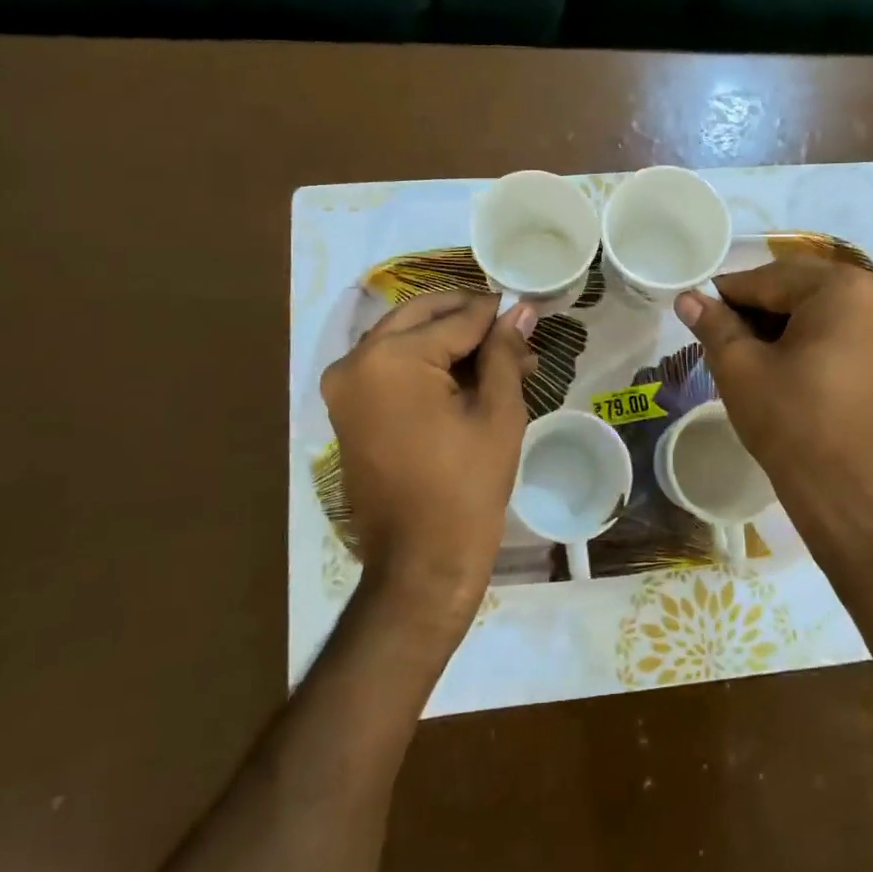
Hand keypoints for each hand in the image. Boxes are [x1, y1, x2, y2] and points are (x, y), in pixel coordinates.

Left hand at [321, 292, 535, 629]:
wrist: (420, 562)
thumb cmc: (467, 487)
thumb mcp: (498, 413)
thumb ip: (504, 352)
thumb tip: (519, 309)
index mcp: (393, 358)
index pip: (458, 317)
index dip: (498, 313)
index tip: (527, 310)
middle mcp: (356, 360)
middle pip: (422, 316)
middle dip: (469, 320)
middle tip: (513, 334)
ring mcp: (345, 385)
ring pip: (405, 338)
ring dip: (449, 341)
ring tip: (500, 361)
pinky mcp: (346, 409)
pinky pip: (389, 367)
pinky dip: (425, 364)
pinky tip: (467, 378)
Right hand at [676, 259, 872, 526]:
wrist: (846, 492)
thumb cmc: (791, 422)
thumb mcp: (740, 368)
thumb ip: (714, 324)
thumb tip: (687, 298)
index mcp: (843, 288)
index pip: (770, 278)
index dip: (728, 294)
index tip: (698, 308)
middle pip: (799, 286)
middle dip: (758, 305)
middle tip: (722, 332)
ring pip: (821, 305)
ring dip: (783, 319)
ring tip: (748, 348)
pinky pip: (842, 325)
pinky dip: (810, 333)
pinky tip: (783, 359)